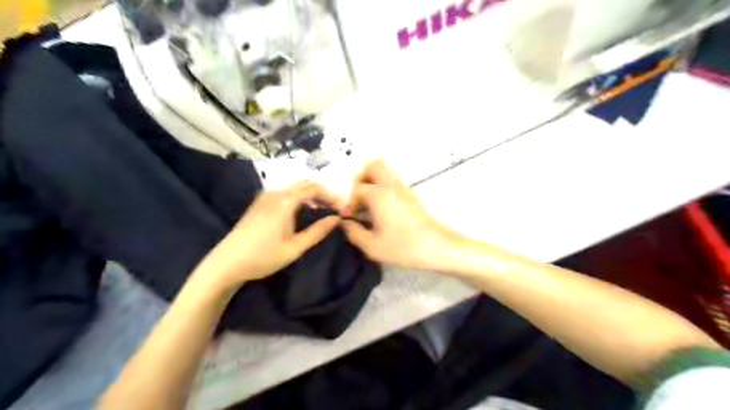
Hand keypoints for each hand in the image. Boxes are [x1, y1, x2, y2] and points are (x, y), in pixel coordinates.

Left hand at [194, 181, 342, 291]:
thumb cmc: (263, 257)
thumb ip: (317, 231)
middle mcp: (275, 193)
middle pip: (304, 184)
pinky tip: (301, 212)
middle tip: (334, 209)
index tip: (342, 208)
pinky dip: (298, 198)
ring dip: (310, 195)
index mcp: (285, 201)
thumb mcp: (295, 247)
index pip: (314, 188)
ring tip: (321, 211)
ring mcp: (265, 197)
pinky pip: (284, 193)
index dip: (331, 195)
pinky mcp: (259, 203)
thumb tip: (337, 219)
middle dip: (322, 194)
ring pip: (294, 188)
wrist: (226, 263)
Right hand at [342, 160, 463, 271]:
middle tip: (359, 200)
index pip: (356, 189)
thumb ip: (353, 233)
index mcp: (379, 194)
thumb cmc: (403, 247)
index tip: (350, 219)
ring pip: (384, 174)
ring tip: (369, 207)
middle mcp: (390, 186)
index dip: (349, 203)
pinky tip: (382, 211)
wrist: (436, 247)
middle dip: (361, 180)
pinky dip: (383, 190)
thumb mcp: (371, 246)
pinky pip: (392, 183)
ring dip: (373, 184)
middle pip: (373, 166)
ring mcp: (403, 189)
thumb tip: (344, 224)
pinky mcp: (411, 196)